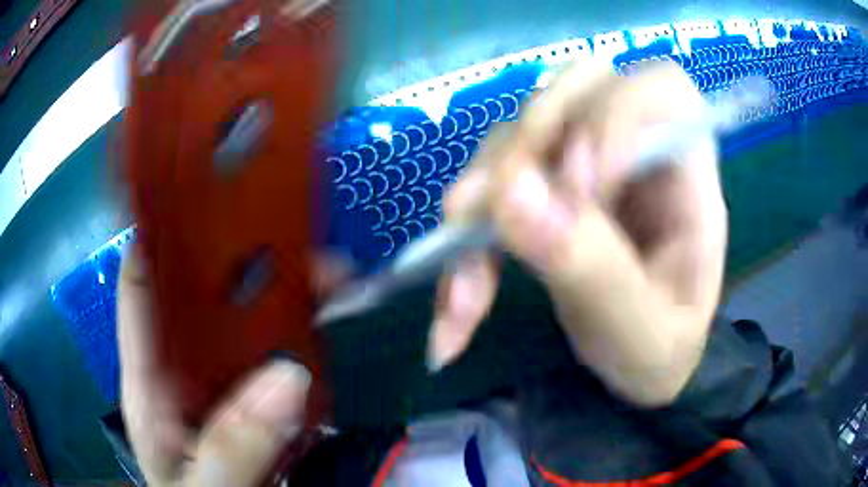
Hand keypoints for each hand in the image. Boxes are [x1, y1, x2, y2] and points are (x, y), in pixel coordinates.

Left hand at [118, 250, 345, 485]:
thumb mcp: (204, 486)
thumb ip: (234, 446)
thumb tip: (288, 377)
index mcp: (149, 380)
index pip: (141, 287)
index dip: (159, 234)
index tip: (200, 192)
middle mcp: (181, 366)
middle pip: (201, 294)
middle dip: (243, 258)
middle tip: (298, 237)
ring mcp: (218, 378)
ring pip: (245, 318)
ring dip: (285, 291)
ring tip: (332, 273)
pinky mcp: (251, 395)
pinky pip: (276, 351)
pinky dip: (303, 331)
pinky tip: (331, 316)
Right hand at [428, 61, 727, 406]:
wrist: (635, 365)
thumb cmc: (659, 349)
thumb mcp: (642, 333)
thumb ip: (595, 269)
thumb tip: (513, 193)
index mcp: (688, 179)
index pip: (662, 91)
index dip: (616, 112)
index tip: (577, 186)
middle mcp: (635, 153)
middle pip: (577, 90)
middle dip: (530, 142)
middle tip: (496, 214)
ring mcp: (583, 165)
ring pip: (520, 133)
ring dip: (482, 203)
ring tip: (466, 292)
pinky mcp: (543, 189)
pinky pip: (492, 184)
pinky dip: (464, 243)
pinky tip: (457, 307)